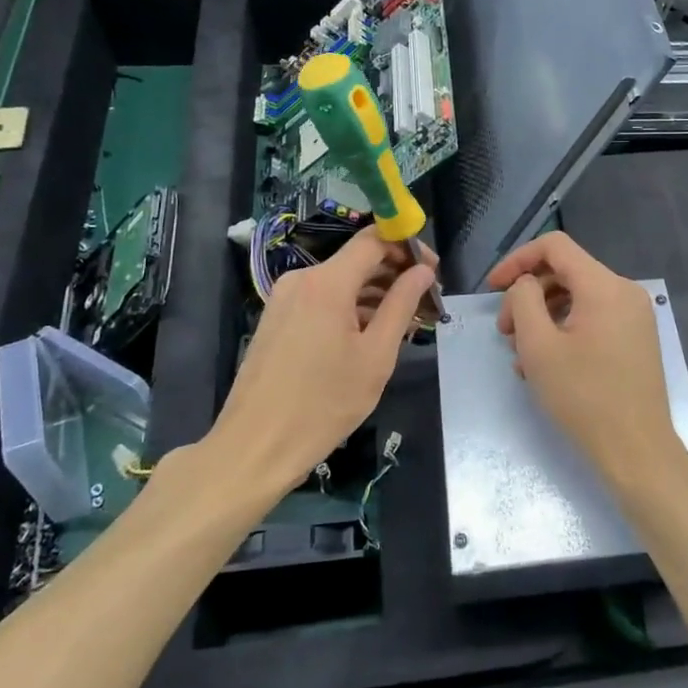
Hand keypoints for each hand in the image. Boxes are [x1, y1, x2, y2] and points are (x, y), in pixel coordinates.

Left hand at [206, 227, 434, 497]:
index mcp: (327, 282)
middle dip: (395, 274)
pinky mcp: (277, 319)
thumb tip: (423, 271)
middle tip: (426, 303)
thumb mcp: (376, 356)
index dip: (407, 246)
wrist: (255, 447)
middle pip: (357, 260)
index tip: (433, 270)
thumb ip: (401, 305)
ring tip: (405, 324)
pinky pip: (323, 299)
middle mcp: (302, 279)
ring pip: (341, 281)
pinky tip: (371, 334)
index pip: (374, 240)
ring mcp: (285, 298)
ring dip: (375, 294)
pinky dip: (350, 308)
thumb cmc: (323, 404)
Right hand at [486, 232, 679, 489]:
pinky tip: (547, 365)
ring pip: (578, 297)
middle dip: (528, 296)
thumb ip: (523, 301)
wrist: (637, 451)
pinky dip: (565, 330)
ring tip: (523, 355)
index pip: (555, 246)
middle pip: (566, 272)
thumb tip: (525, 285)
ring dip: (544, 316)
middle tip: (506, 333)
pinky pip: (593, 317)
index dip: (518, 260)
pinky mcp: (636, 338)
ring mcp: (634, 316)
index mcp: (604, 286)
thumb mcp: (538, 346)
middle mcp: (624, 291)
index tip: (493, 288)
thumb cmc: (584, 397)